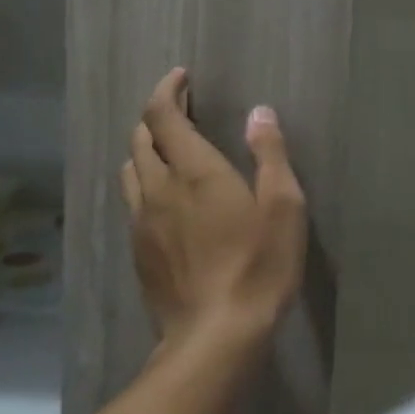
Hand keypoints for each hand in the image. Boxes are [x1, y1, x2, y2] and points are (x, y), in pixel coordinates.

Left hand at [119, 67, 306, 352]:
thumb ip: (269, 153)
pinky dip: (145, 182)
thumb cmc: (258, 265)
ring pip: (131, 169)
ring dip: (146, 148)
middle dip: (157, 115)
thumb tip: (259, 112)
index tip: (181, 77)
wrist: (215, 336)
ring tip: (171, 148)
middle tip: (182, 109)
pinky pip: (133, 201)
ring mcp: (142, 222)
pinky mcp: (138, 251)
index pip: (164, 116)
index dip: (167, 90)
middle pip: (141, 138)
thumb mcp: (283, 205)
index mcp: (194, 171)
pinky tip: (166, 197)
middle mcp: (158, 189)